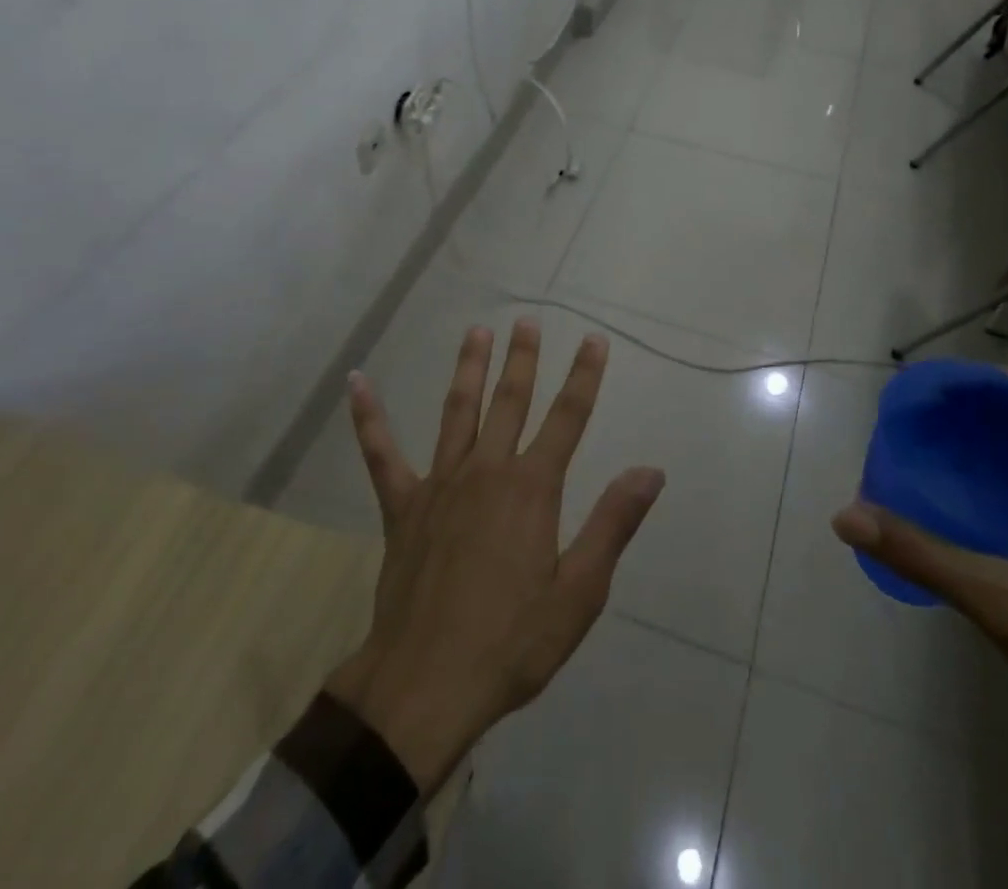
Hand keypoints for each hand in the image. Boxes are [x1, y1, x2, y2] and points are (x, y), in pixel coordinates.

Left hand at [323, 319, 664, 796]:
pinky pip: (381, 453)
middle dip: (523, 359)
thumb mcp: (579, 593)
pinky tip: (357, 382)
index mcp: (532, 489)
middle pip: (511, 401)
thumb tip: (650, 471)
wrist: (425, 685)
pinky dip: (369, 417)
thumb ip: (613, 524)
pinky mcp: (402, 506)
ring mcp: (440, 484)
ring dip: (469, 369)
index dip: (584, 376)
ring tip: (476, 332)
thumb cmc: (512, 642)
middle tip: (527, 321)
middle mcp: (487, 471)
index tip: (594, 340)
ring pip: (458, 411)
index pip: (567, 418)